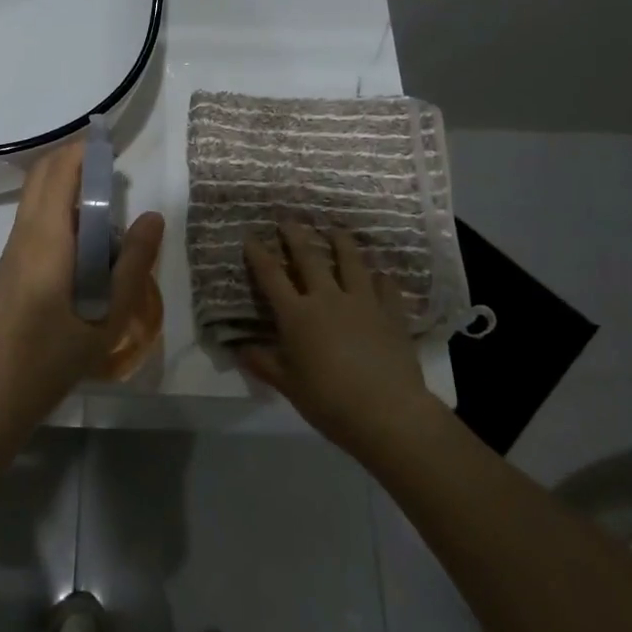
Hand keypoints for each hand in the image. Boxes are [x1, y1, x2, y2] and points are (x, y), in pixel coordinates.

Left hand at [0, 142, 164, 429]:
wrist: (9, 385)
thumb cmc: (63, 349)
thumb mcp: (112, 310)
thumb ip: (134, 260)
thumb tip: (152, 216)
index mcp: (47, 238)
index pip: (60, 173)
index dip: (84, 152)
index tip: (111, 145)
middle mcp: (23, 233)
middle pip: (42, 175)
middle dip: (73, 158)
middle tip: (109, 164)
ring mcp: (12, 248)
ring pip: (34, 195)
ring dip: (63, 180)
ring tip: (101, 194)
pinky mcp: (10, 263)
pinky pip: (32, 216)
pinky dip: (56, 203)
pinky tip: (82, 231)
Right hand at [240, 222, 435, 460]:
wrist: (387, 412)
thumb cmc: (329, 401)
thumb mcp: (289, 386)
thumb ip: (264, 364)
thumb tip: (239, 349)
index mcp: (297, 315)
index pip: (272, 276)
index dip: (259, 254)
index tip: (250, 236)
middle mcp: (328, 298)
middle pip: (309, 257)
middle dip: (296, 235)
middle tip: (288, 219)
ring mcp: (363, 302)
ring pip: (350, 261)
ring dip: (340, 242)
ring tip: (335, 229)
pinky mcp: (392, 313)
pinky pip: (386, 287)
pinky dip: (381, 278)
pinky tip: (381, 274)